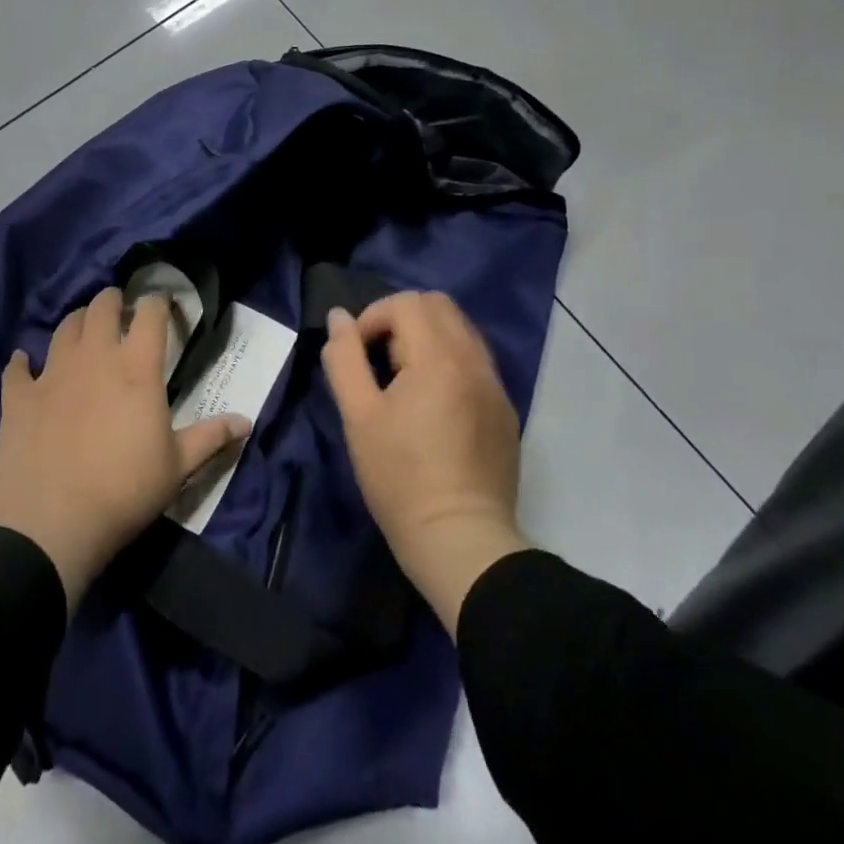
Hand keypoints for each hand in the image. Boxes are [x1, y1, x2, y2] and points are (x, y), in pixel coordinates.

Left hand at [0, 287, 250, 607]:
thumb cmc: (125, 490)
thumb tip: (247, 421)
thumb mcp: (177, 466)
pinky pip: (18, 367)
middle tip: (119, 309)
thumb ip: (211, 437)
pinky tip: (26, 364)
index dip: (158, 303)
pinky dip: (24, 362)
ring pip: (64, 327)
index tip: (162, 305)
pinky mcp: (20, 396)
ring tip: (83, 330)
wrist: (52, 522)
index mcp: (137, 367)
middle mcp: (94, 357)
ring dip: (77, 322)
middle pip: (102, 307)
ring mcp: (52, 373)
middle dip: (113, 301)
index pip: (150, 315)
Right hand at [321, 291, 530, 635]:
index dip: (372, 318)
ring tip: (403, 379)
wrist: (461, 541)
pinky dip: (448, 360)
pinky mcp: (504, 410)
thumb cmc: (400, 478)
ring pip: (461, 329)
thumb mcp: (358, 416)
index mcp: (439, 358)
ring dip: (426, 337)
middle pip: (438, 305)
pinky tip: (432, 402)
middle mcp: (474, 361)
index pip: (406, 302)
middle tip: (379, 361)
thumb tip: (338, 317)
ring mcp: (495, 385)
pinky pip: (475, 360)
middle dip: (400, 319)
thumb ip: (344, 358)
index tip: (357, 356)